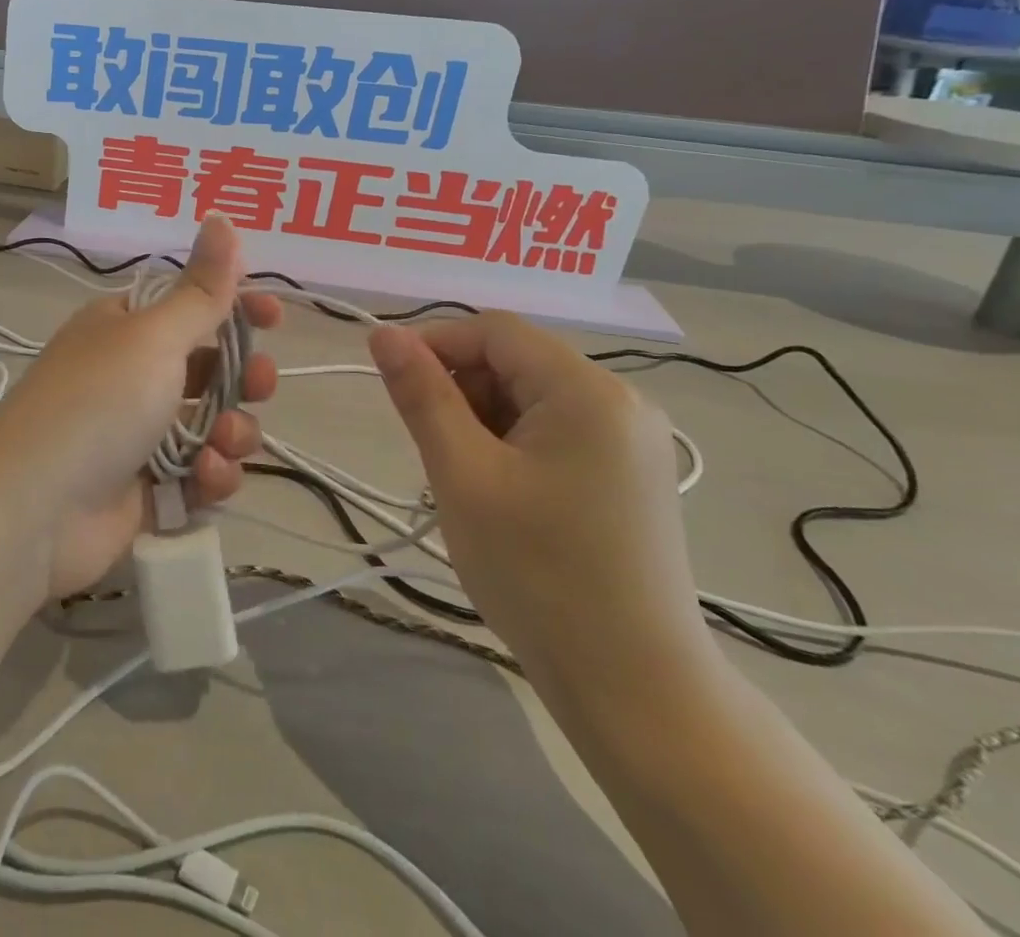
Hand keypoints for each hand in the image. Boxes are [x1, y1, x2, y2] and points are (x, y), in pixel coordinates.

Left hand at [0, 215, 280, 601]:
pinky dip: (211, 476)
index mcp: (125, 327)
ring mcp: (140, 434)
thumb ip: (201, 288)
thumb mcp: (154, 336)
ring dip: (232, 432)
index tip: (273, 315)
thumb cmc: (98, 402)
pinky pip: (200, 474)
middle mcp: (132, 375)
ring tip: (223, 443)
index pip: (191, 304)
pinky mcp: (149, 489)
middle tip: (259, 384)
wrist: (36, 510)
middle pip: (211, 367)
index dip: (235, 306)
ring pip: (213, 424)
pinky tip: (206, 479)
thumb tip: (222, 216)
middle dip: (244, 377)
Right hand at [368, 314, 709, 691]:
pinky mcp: (633, 474)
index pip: (494, 331)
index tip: (395, 388)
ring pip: (533, 399)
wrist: (635, 690)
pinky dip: (516, 447)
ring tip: (470, 485)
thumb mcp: (463, 476)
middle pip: (517, 362)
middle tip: (438, 455)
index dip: (436, 346)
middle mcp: (622, 401)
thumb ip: (422, 396)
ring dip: (486, 423)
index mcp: (587, 390)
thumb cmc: (538, 574)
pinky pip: (557, 431)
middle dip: (464, 392)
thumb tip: (384, 334)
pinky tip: (505, 499)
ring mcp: (633, 440)